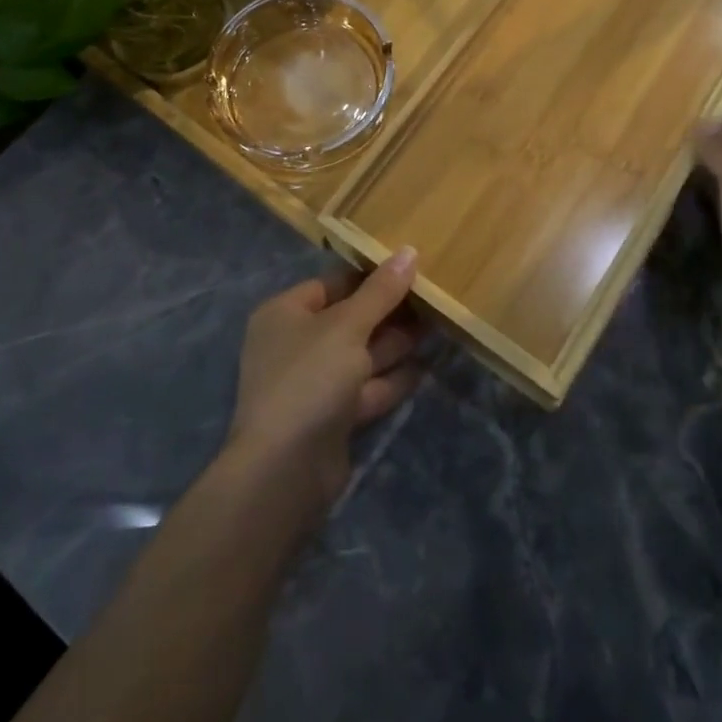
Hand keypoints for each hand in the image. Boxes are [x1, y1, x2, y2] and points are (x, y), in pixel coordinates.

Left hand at [226, 249, 426, 515]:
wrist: (284, 471)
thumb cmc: (310, 378)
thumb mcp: (348, 326)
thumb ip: (380, 291)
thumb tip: (409, 251)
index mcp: (285, 314)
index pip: (331, 284)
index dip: (369, 277)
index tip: (409, 269)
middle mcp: (295, 345)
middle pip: (349, 319)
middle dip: (388, 311)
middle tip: (432, 299)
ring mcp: (312, 384)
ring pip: (360, 355)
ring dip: (395, 344)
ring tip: (437, 327)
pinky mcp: (331, 418)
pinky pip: (365, 389)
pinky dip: (391, 379)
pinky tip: (424, 368)